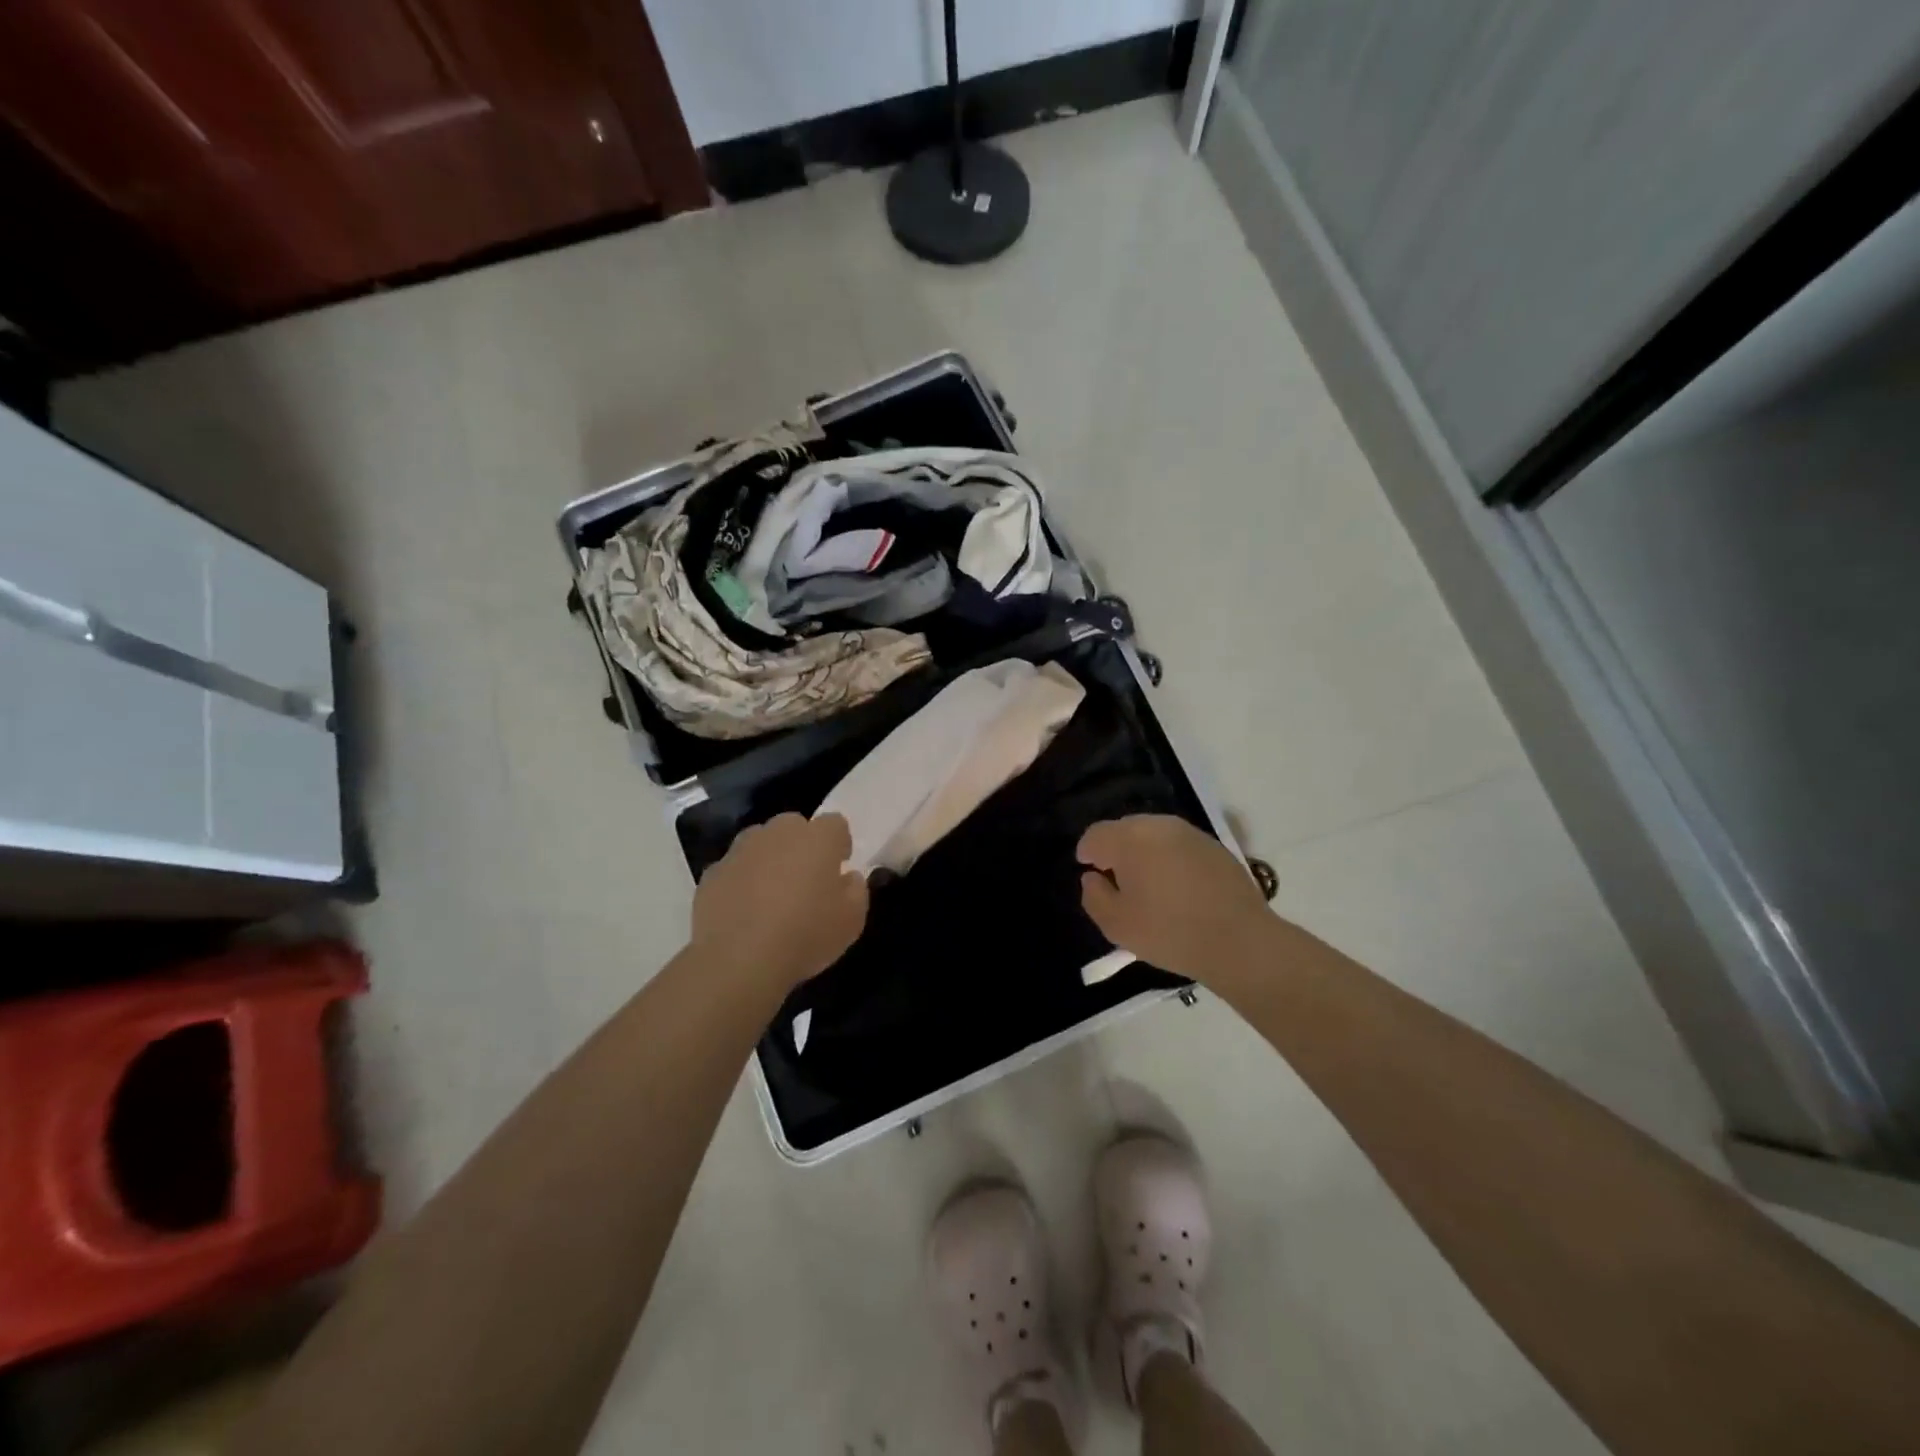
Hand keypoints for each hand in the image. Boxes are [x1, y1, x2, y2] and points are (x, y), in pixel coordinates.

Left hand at [691, 813, 868, 993]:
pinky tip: (744, 912)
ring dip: (769, 859)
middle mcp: (778, 833)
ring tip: (771, 895)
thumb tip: (847, 877)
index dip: (839, 844)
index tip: (839, 868)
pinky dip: (741, 882)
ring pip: (760, 843)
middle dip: (801, 845)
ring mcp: (740, 850)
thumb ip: (856, 890)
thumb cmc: (805, 935)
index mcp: (817, 838)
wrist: (738, 960)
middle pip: (794, 826)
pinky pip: (734, 869)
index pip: (835, 824)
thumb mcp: (852, 920)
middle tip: (805, 881)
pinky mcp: (712, 873)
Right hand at [1078, 815, 1274, 983]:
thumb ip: (1094, 896)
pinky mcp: (1214, 845)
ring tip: (1148, 883)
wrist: (1240, 941)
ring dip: (1144, 851)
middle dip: (1115, 849)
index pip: (1096, 834)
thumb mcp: (1116, 925)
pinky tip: (1177, 886)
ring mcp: (1190, 833)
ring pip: (1153, 834)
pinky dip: (1169, 857)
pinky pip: (1179, 844)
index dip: (1087, 852)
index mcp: (1129, 839)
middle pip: (1125, 829)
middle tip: (1117, 880)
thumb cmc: (1170, 933)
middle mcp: (1158, 825)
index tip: (1090, 873)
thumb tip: (1093, 878)